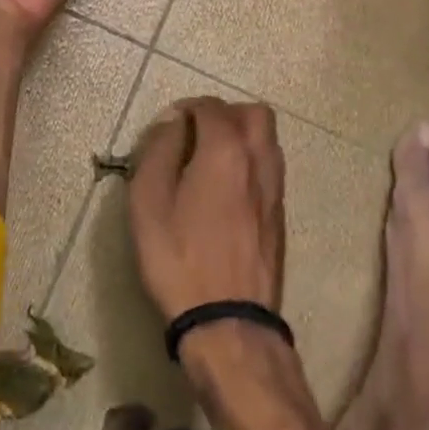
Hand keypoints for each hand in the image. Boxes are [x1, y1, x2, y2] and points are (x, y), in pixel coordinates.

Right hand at [129, 98, 285, 321]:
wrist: (228, 322)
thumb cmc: (179, 257)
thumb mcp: (149, 201)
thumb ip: (159, 150)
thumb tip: (173, 122)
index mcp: (226, 151)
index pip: (212, 107)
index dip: (188, 107)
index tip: (170, 125)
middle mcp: (258, 161)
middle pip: (254, 113)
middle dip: (225, 113)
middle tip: (197, 133)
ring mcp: (275, 189)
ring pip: (268, 140)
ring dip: (242, 136)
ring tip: (211, 159)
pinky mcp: (280, 216)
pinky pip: (269, 168)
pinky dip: (250, 162)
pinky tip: (226, 189)